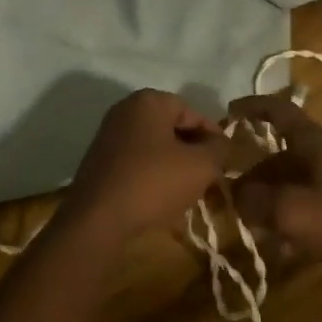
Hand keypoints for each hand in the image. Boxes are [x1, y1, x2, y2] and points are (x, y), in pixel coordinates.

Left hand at [62, 90, 228, 240]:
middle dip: (192, 151)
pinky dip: (152, 174)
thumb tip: (220, 142)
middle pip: (171, 128)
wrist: (97, 219)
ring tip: (187, 191)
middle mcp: (125, 110)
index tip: (223, 161)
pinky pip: (136, 162)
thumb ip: (218, 149)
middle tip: (208, 176)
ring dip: (173, 165)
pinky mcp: (99, 161)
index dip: (212, 137)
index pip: (192, 113)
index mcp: (149, 101)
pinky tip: (161, 197)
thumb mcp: (200, 166)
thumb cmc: (153, 183)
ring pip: (154, 146)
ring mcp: (108, 135)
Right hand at [227, 94, 321, 280]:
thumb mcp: (293, 211)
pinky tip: (283, 241)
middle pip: (279, 155)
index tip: (228, 111)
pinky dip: (291, 212)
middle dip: (253, 175)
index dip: (251, 107)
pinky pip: (308, 197)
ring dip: (270, 198)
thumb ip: (256, 201)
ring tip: (254, 225)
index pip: (277, 110)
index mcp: (311, 142)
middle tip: (234, 200)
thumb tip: (236, 194)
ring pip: (292, 179)